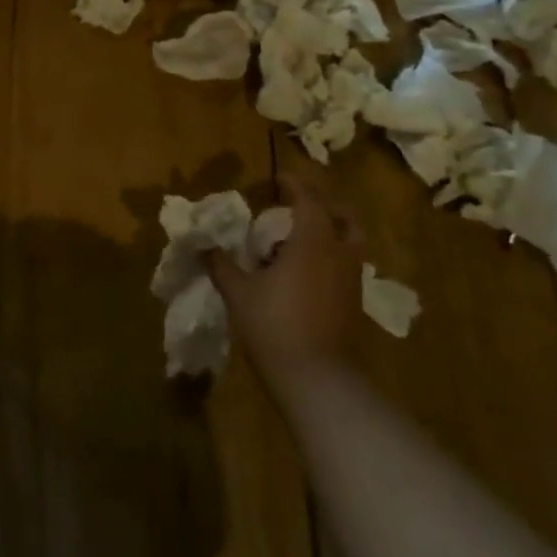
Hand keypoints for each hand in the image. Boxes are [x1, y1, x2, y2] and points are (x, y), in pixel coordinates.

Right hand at [209, 162, 362, 369]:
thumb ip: (221, 264)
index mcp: (314, 242)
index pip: (309, 200)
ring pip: (349, 244)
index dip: (294, 185)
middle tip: (300, 205)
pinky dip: (328, 259)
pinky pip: (344, 268)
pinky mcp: (353, 305)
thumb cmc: (275, 324)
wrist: (316, 378)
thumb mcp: (238, 291)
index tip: (278, 178)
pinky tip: (303, 273)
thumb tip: (203, 246)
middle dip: (325, 206)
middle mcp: (340, 254)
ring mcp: (351, 281)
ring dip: (329, 234)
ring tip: (297, 241)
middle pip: (345, 218)